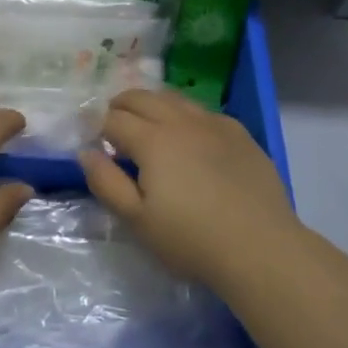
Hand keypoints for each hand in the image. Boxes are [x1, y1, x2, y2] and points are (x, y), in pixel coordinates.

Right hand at [79, 88, 302, 291]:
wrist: (261, 249)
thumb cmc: (191, 239)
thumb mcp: (137, 220)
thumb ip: (106, 182)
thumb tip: (86, 152)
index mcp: (152, 140)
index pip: (113, 119)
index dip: (96, 125)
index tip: (90, 139)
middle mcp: (181, 122)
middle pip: (142, 98)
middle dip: (120, 106)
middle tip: (112, 124)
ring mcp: (214, 124)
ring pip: (174, 98)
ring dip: (152, 104)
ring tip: (145, 123)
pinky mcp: (240, 134)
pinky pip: (203, 111)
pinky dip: (184, 114)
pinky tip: (188, 135)